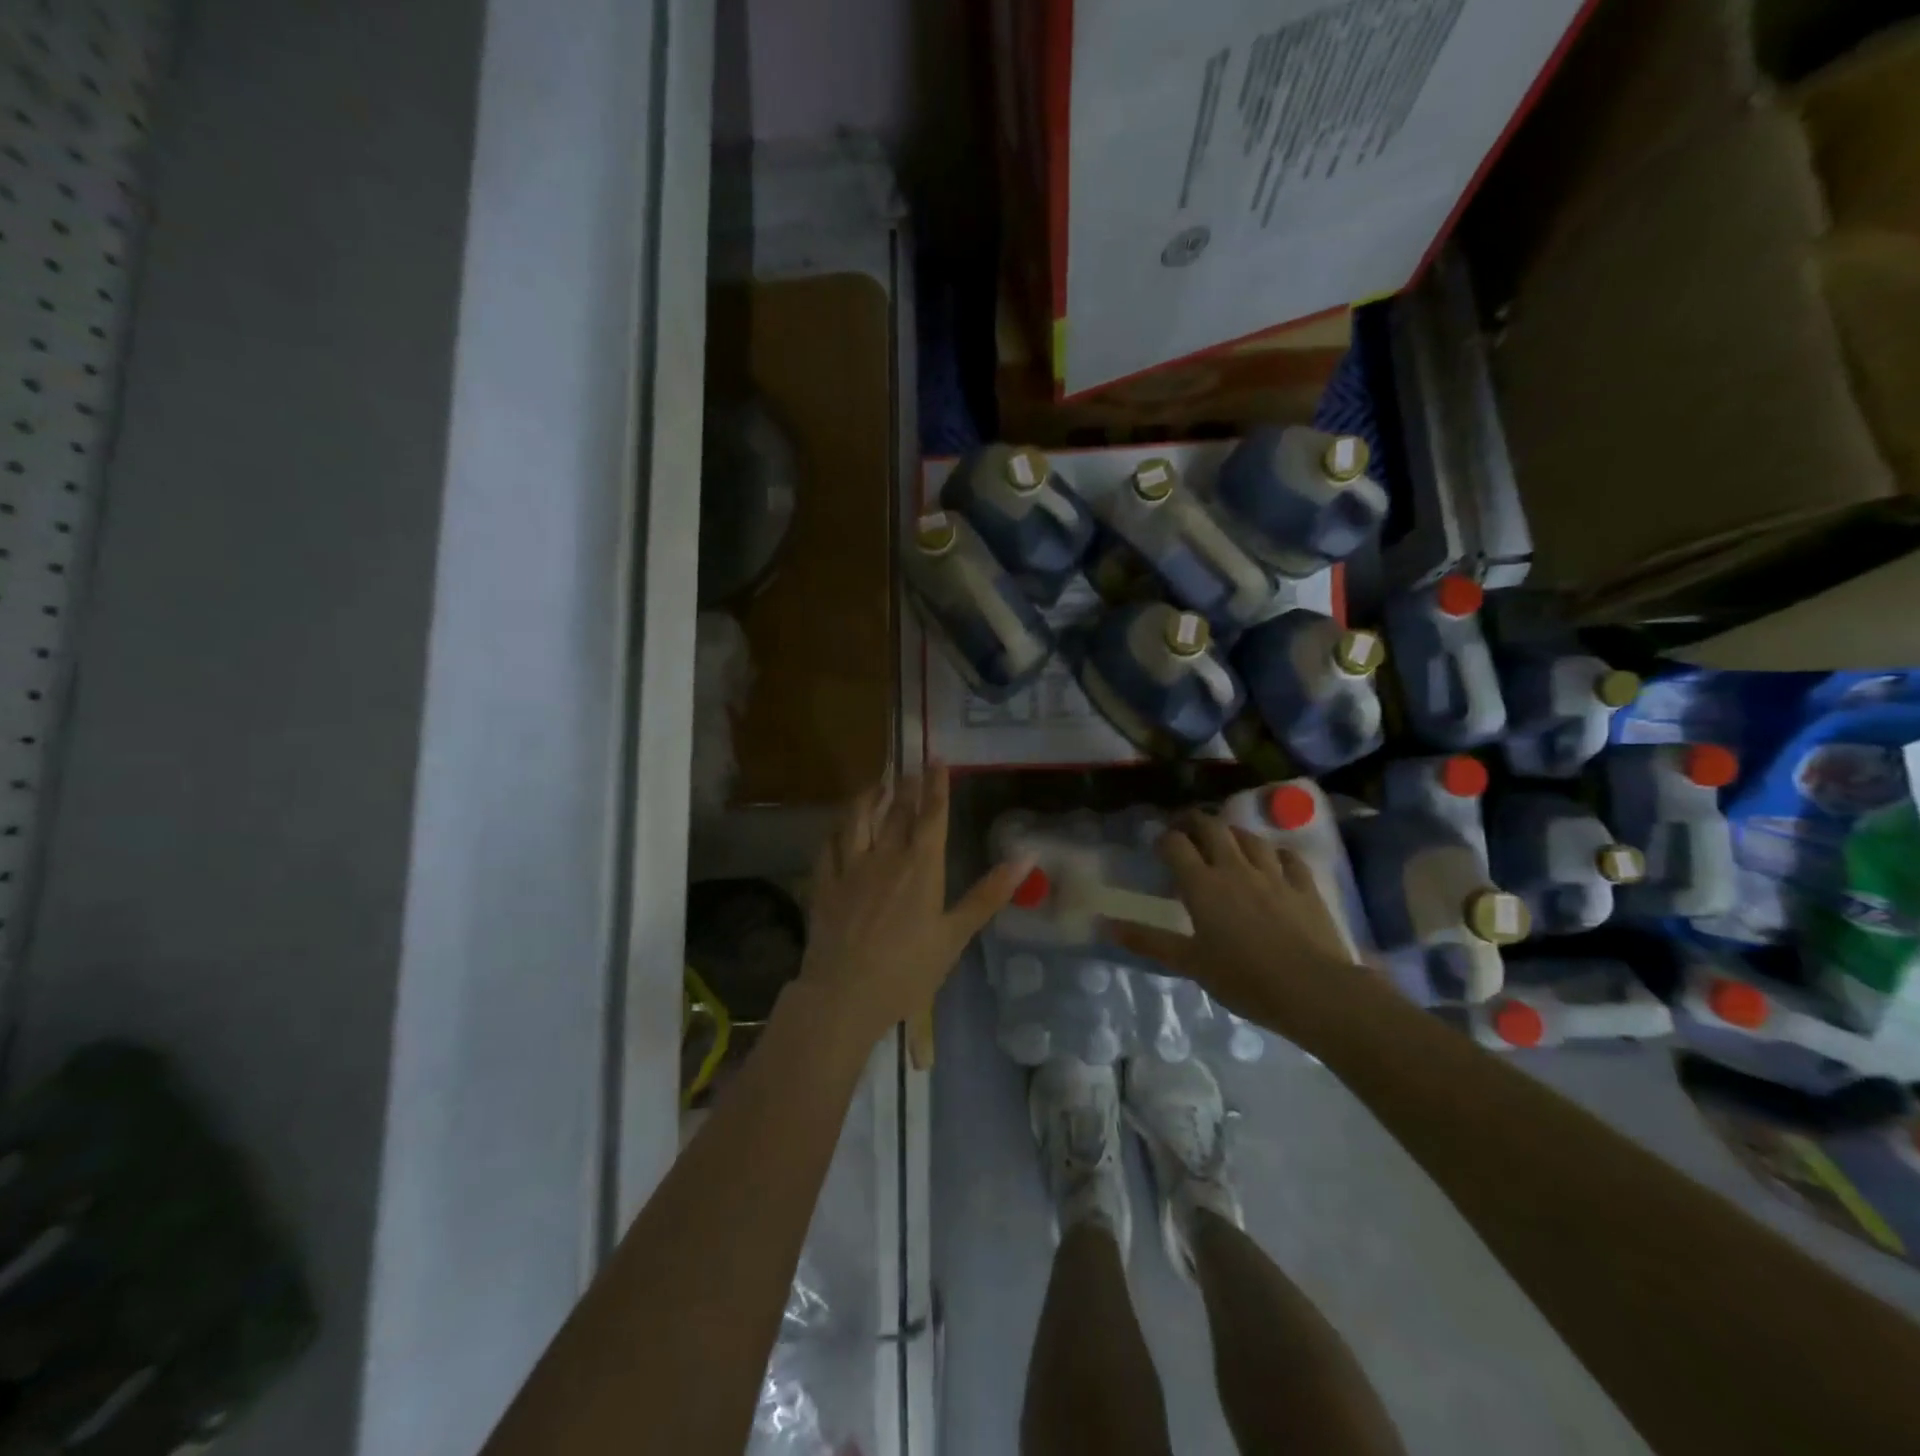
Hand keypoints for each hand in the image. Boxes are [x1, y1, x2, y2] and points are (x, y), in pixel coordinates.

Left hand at [793, 768, 1026, 1049]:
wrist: (845, 994)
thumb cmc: (908, 970)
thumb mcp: (955, 935)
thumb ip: (988, 894)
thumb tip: (1027, 858)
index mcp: (921, 866)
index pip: (932, 814)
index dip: (936, 784)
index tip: (936, 759)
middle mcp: (885, 856)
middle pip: (896, 810)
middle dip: (906, 785)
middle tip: (909, 767)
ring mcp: (850, 867)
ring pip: (858, 817)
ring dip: (869, 796)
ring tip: (877, 784)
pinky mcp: (824, 882)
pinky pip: (828, 844)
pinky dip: (837, 828)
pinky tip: (839, 825)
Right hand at [1108, 812, 1358, 1034]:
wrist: (1313, 989)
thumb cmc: (1244, 978)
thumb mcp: (1190, 963)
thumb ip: (1148, 941)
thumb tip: (1104, 926)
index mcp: (1203, 885)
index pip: (1176, 845)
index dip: (1164, 839)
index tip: (1158, 845)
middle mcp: (1235, 868)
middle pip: (1212, 828)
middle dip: (1195, 822)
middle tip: (1185, 828)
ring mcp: (1274, 874)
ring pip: (1250, 837)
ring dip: (1233, 833)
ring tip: (1225, 839)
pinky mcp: (1305, 886)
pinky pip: (1288, 857)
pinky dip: (1275, 853)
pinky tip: (1273, 859)